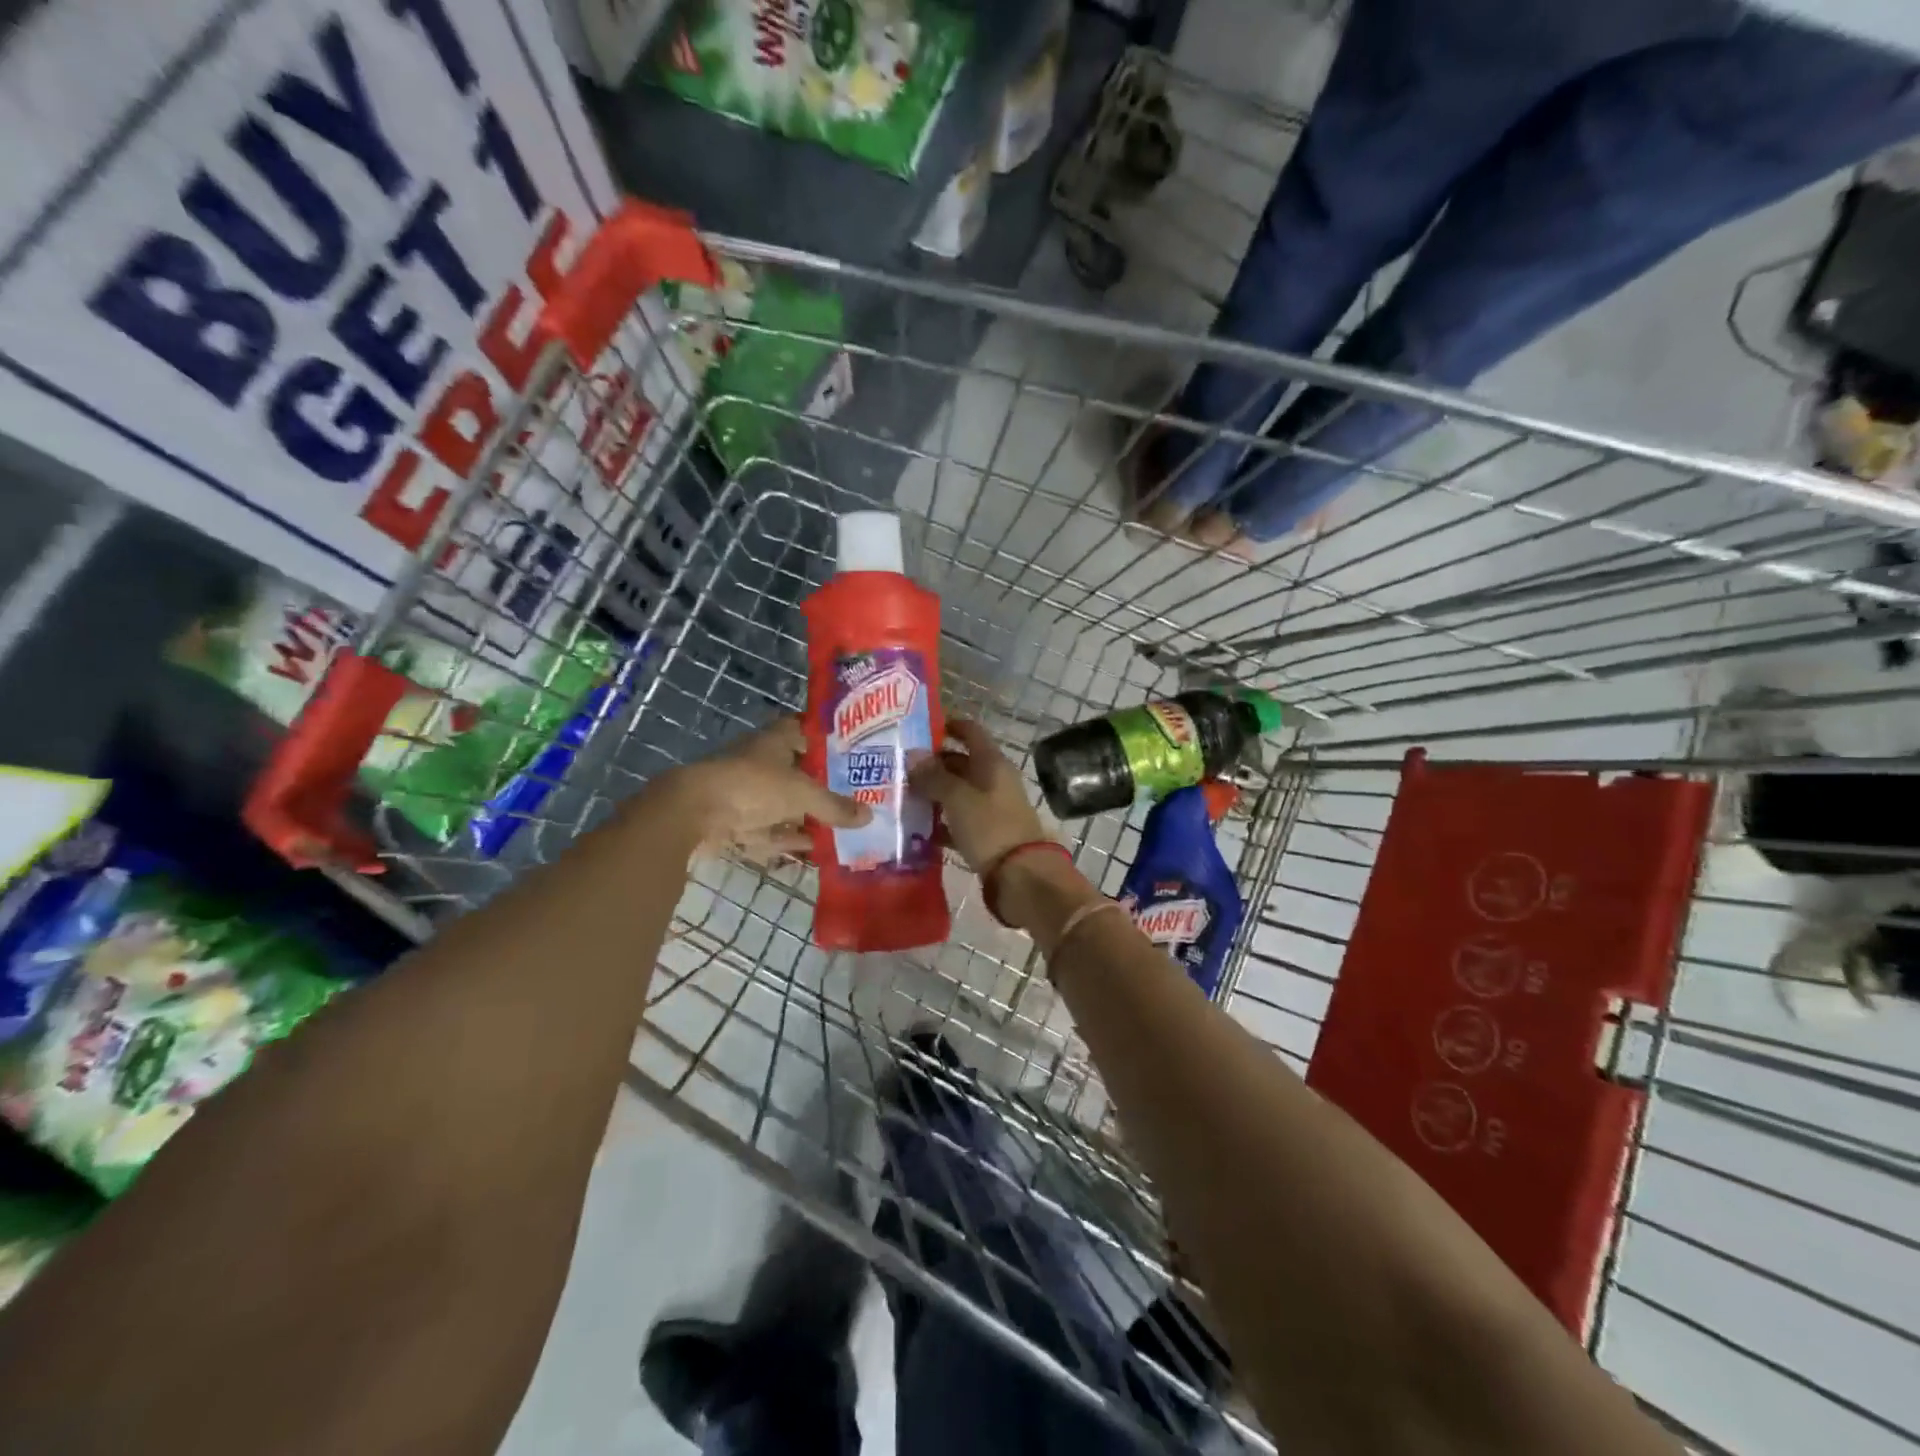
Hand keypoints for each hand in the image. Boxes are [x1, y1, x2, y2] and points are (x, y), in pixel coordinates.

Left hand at [661, 717, 867, 861]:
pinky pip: (769, 831)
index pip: (803, 730)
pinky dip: (788, 839)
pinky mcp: (735, 822)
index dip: (824, 739)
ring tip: (840, 827)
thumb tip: (869, 816)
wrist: (693, 813)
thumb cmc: (752, 786)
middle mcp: (760, 762)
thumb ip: (835, 806)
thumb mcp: (802, 794)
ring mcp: (745, 793)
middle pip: (796, 771)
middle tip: (854, 796)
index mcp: (774, 741)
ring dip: (806, 816)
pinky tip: (813, 850)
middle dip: (821, 784)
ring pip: (783, 804)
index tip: (850, 751)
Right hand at [910, 720, 1099, 943]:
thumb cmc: (990, 827)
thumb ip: (934, 776)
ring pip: (957, 793)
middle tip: (898, 766)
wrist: (1021, 876)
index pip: (970, 731)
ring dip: (933, 793)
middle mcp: (993, 780)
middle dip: (932, 763)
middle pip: (961, 763)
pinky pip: (958, 821)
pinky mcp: (986, 835)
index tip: (918, 728)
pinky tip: (915, 828)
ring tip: (900, 795)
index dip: (948, 725)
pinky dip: (940, 822)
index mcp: (992, 762)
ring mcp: (991, 808)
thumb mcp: (958, 798)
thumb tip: (912, 755)